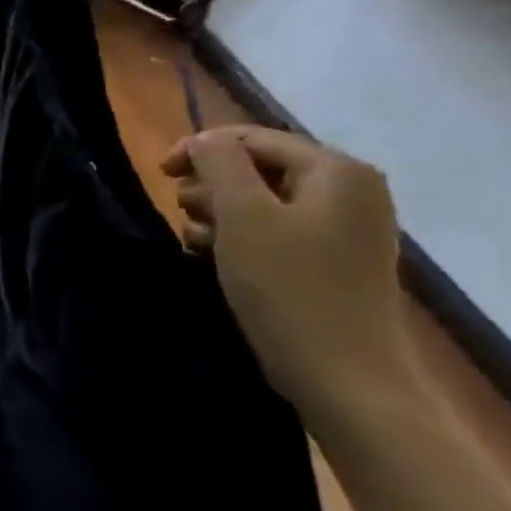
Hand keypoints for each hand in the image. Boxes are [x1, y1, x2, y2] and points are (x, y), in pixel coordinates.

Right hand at [162, 127, 412, 430]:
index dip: (200, 148)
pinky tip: (215, 258)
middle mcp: (350, 191)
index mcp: (337, 171)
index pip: (253, 137)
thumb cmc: (287, 285)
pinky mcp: (333, 259)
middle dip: (211, 185)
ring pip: (260, 199)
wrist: (342, 373)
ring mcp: (345, 228)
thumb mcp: (242, 214)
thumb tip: (204, 140)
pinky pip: (274, 229)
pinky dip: (239, 236)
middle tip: (184, 212)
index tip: (159, 173)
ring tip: (197, 240)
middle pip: (258, 166)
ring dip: (218, 213)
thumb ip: (219, 163)